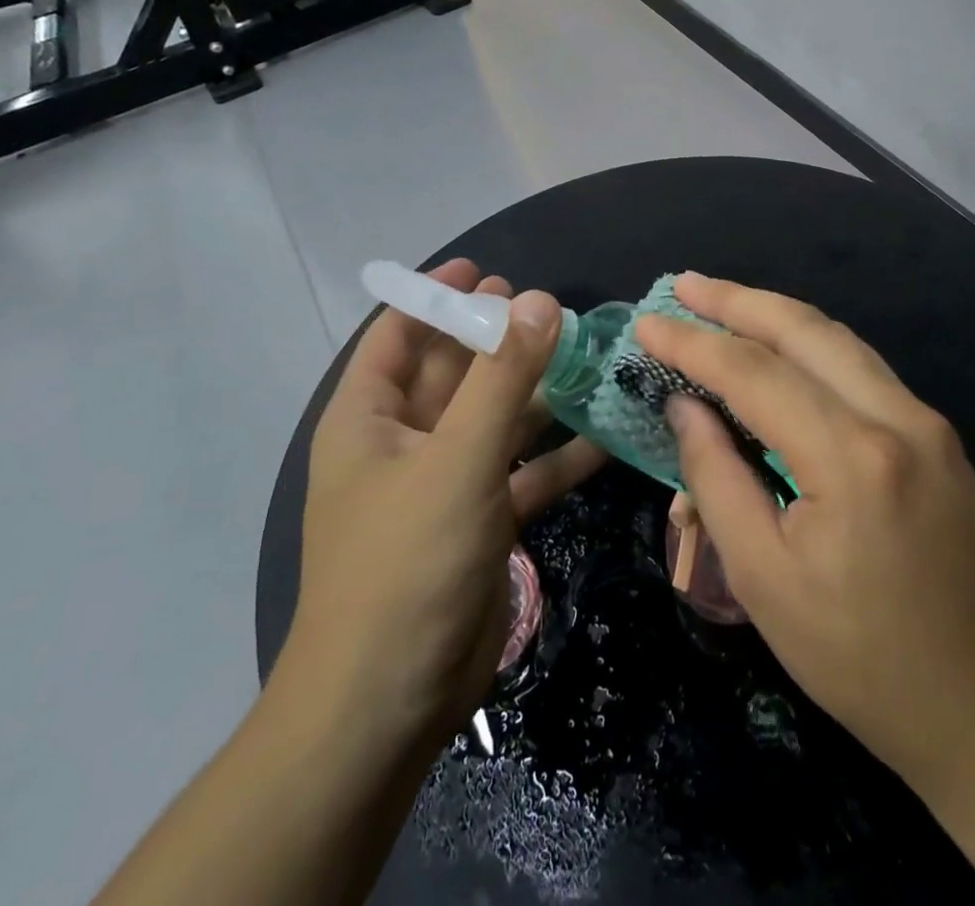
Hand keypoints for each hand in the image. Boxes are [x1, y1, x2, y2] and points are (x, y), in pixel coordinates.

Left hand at [275, 259, 605, 752]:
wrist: (390, 704)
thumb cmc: (405, 563)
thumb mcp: (456, 459)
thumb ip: (501, 378)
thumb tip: (536, 300)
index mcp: (370, 418)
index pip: (396, 334)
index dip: (435, 296)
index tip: (486, 271)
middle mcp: (403, 443)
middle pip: (453, 371)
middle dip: (497, 340)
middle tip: (549, 307)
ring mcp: (443, 484)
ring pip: (493, 420)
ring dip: (536, 393)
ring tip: (587, 356)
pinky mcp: (478, 521)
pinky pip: (520, 473)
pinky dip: (556, 456)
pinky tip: (605, 435)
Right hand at [636, 274, 974, 806]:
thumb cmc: (871, 666)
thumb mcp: (766, 584)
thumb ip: (717, 481)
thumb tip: (686, 406)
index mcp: (852, 457)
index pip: (753, 372)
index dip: (692, 343)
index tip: (645, 324)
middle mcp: (897, 417)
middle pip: (803, 329)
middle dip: (736, 300)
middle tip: (683, 285)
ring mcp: (928, 421)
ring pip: (838, 339)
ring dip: (774, 314)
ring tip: (721, 302)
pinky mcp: (941, 437)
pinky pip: (861, 367)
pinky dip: (810, 345)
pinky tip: (781, 349)